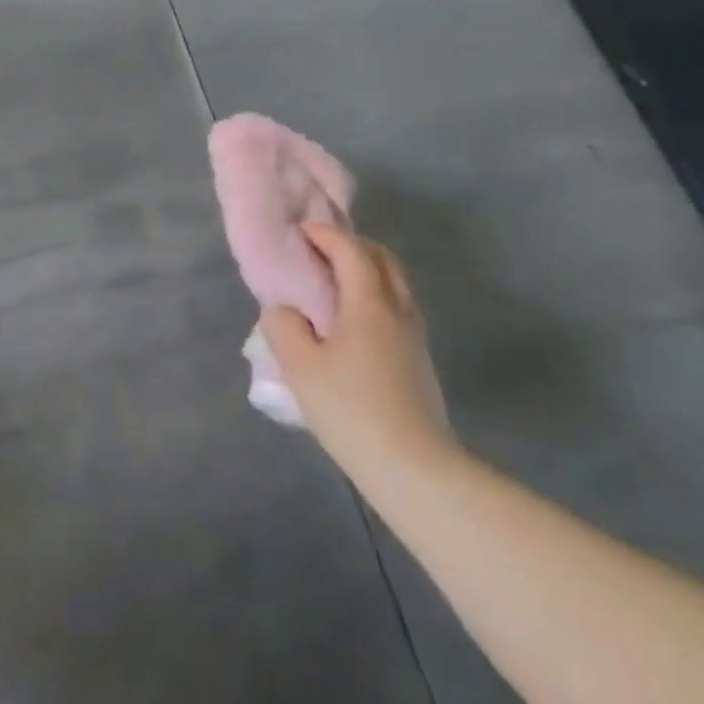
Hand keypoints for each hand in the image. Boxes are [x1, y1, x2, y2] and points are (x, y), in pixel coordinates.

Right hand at [261, 221, 455, 483]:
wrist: (417, 472)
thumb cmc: (352, 410)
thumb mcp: (300, 367)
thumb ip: (283, 326)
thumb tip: (284, 310)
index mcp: (369, 302)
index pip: (351, 250)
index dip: (325, 234)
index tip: (301, 231)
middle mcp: (398, 310)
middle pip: (383, 259)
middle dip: (353, 246)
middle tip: (321, 251)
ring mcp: (414, 338)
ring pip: (396, 285)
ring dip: (368, 271)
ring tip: (335, 284)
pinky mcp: (420, 363)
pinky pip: (397, 309)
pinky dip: (375, 297)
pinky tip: (353, 323)